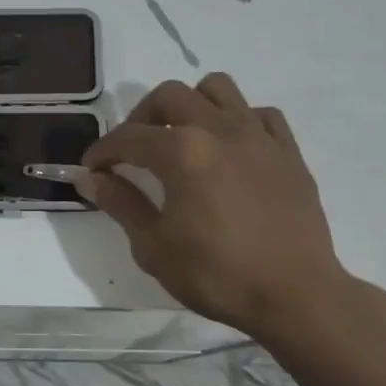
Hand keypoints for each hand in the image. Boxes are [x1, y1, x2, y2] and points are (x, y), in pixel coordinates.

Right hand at [81, 75, 385, 352]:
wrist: (297, 296)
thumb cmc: (218, 275)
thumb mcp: (154, 246)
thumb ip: (121, 204)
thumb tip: (89, 178)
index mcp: (182, 152)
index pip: (128, 137)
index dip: (103, 151)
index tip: (92, 168)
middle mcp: (218, 129)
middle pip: (170, 95)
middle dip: (142, 117)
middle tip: (134, 150)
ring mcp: (258, 135)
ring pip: (218, 88)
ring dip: (192, 104)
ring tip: (183, 136)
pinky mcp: (288, 150)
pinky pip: (260, 114)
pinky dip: (238, 121)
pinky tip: (231, 149)